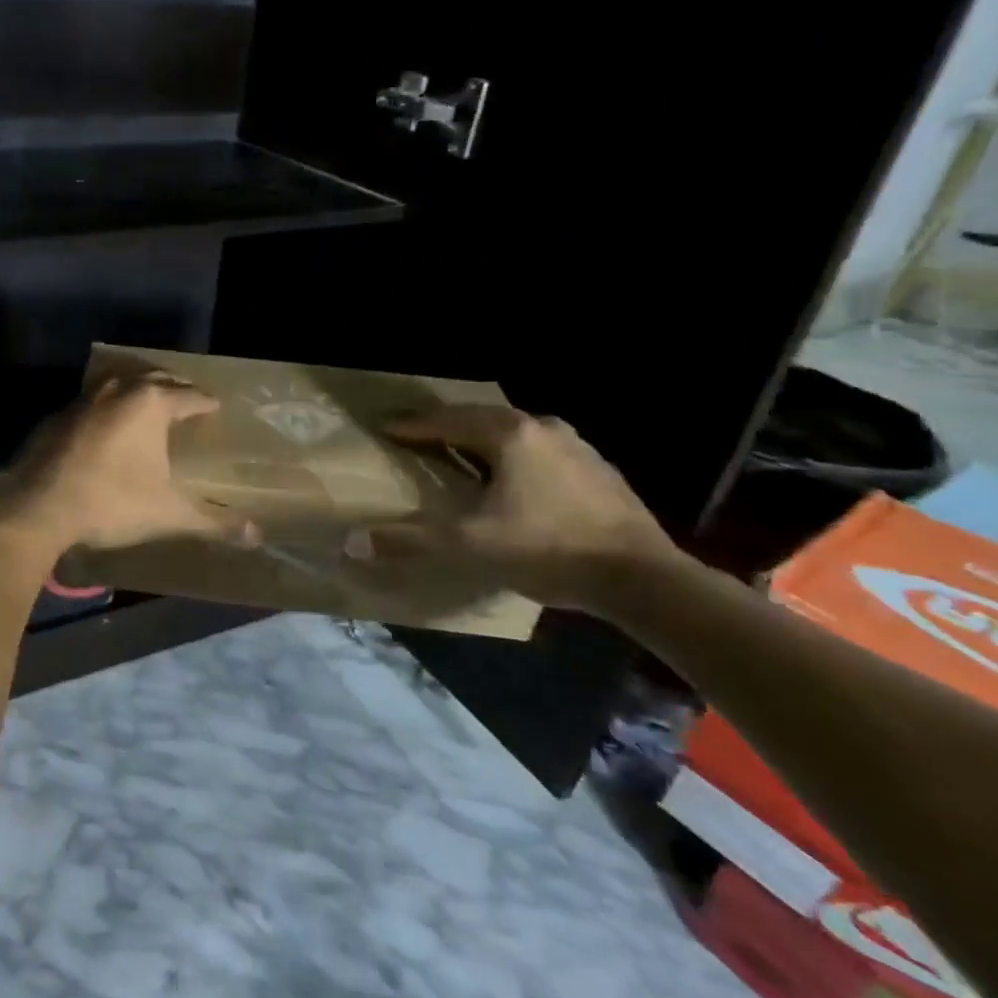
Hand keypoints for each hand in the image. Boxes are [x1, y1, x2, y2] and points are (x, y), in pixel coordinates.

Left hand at [9, 375, 247, 550]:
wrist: (38, 505)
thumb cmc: (112, 502)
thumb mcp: (168, 513)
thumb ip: (213, 522)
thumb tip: (257, 536)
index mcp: (150, 404)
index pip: (189, 396)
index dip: (205, 402)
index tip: (215, 406)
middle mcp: (118, 391)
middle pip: (154, 380)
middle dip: (174, 387)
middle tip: (186, 399)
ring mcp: (83, 400)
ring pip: (119, 385)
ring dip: (136, 392)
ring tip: (147, 406)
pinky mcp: (56, 416)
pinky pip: (91, 404)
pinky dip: (106, 409)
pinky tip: (104, 428)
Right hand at [348, 403, 680, 613]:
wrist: (645, 578)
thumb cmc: (549, 549)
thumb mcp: (470, 546)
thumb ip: (410, 540)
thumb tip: (352, 543)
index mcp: (508, 435)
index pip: (444, 422)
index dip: (410, 426)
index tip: (383, 428)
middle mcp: (541, 427)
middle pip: (479, 418)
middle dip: (444, 427)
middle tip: (415, 438)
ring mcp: (575, 445)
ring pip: (512, 432)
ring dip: (480, 440)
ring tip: (458, 455)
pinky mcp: (597, 468)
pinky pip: (539, 450)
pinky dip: (512, 456)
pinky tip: (510, 480)